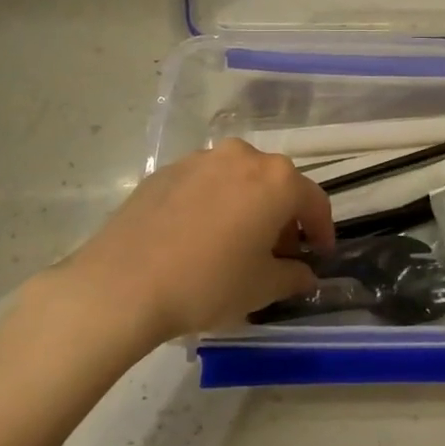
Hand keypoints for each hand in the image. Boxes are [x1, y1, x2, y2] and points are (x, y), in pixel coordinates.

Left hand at [49, 140, 330, 340]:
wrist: (122, 284)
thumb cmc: (208, 283)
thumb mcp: (262, 288)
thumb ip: (293, 276)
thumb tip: (304, 273)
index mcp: (277, 180)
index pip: (314, 202)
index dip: (322, 231)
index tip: (319, 255)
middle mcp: (243, 157)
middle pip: (277, 184)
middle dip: (283, 217)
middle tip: (278, 253)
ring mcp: (201, 159)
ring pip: (239, 180)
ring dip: (248, 206)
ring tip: (236, 243)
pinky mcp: (166, 171)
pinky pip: (205, 184)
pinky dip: (214, 204)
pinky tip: (199, 237)